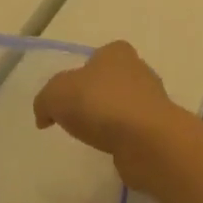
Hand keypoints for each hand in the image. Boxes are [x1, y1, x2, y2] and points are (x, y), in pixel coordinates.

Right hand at [34, 42, 187, 189]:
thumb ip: (45, 100)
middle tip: (77, 119)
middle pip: (110, 81)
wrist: (147, 139)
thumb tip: (44, 115)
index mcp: (117, 52)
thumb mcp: (57, 94)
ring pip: (123, 106)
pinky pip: (132, 130)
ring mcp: (152, 99)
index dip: (79, 75)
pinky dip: (122, 138)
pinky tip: (112, 149)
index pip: (96, 57)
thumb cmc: (101, 104)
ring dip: (110, 120)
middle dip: (95, 97)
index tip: (67, 99)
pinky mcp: (158, 127)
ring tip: (94, 138)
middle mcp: (138, 70)